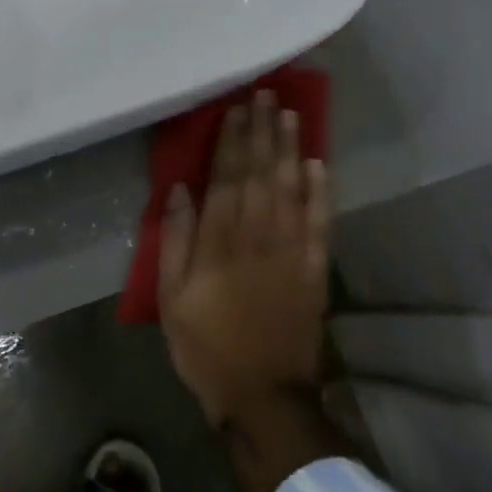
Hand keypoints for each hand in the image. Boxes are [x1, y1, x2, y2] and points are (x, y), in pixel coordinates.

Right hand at [158, 90, 330, 427]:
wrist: (263, 396)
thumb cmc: (206, 346)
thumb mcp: (171, 298)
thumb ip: (175, 241)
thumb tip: (179, 190)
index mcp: (219, 243)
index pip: (226, 178)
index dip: (231, 140)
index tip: (236, 108)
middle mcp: (257, 237)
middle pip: (260, 174)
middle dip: (261, 132)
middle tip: (265, 94)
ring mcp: (291, 252)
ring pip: (291, 189)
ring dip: (289, 149)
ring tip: (289, 114)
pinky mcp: (314, 271)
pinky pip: (320, 224)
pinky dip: (321, 192)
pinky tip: (318, 164)